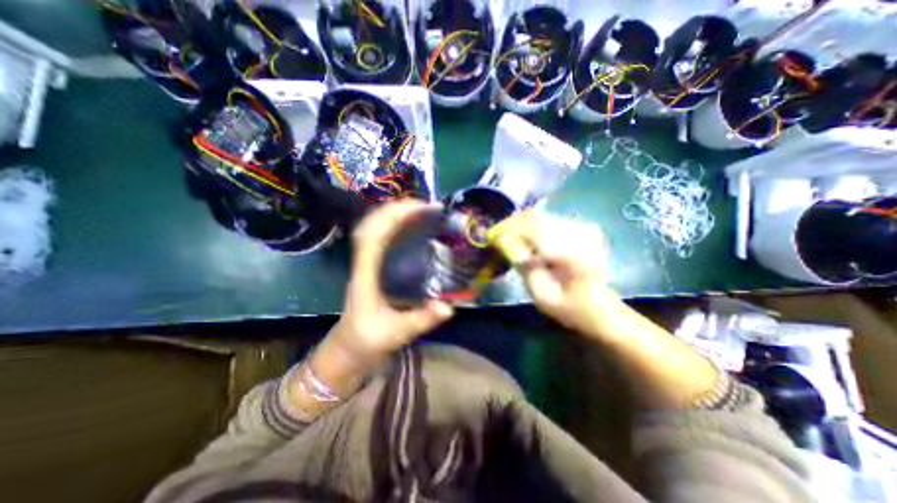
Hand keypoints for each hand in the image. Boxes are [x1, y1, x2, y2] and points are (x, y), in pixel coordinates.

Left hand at [331, 200, 454, 360]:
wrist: (346, 351)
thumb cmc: (365, 342)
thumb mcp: (395, 334)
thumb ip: (421, 320)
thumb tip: (448, 307)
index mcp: (365, 276)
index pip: (373, 236)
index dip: (393, 217)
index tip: (419, 208)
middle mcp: (363, 264)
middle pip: (372, 226)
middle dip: (397, 210)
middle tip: (426, 206)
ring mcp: (366, 265)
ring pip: (374, 230)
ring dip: (395, 216)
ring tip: (420, 211)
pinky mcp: (372, 269)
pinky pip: (381, 240)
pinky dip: (394, 228)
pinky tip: (411, 229)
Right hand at [488, 210, 621, 334]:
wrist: (600, 308)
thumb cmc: (568, 307)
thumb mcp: (540, 293)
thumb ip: (522, 265)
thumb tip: (502, 240)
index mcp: (571, 252)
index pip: (531, 227)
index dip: (508, 228)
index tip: (491, 235)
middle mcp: (579, 233)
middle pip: (536, 217)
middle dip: (512, 225)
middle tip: (498, 237)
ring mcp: (583, 228)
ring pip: (541, 216)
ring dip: (522, 226)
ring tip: (509, 239)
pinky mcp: (583, 228)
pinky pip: (550, 221)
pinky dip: (534, 228)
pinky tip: (529, 241)